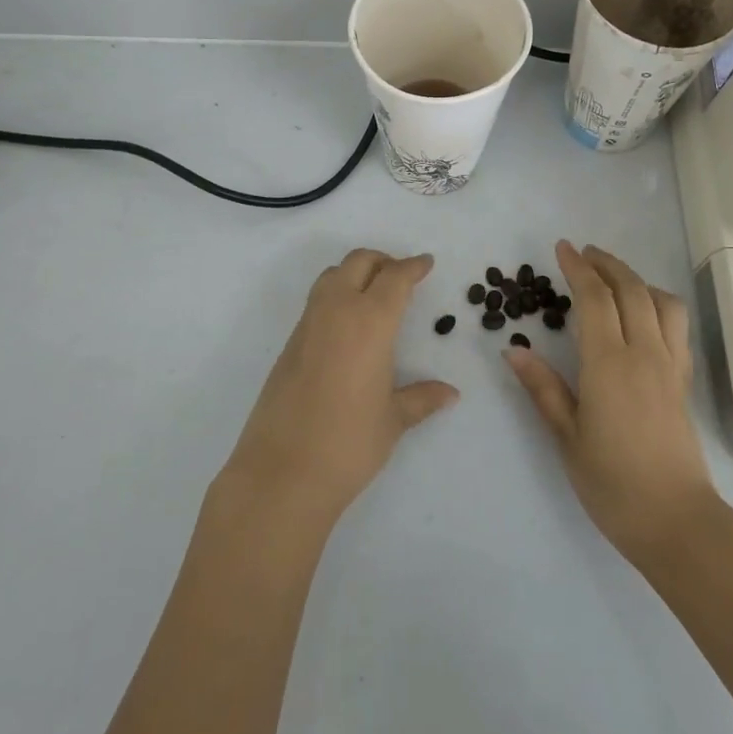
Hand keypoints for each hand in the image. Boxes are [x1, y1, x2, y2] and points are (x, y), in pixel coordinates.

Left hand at [220, 249, 458, 530]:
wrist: (281, 472)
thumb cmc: (348, 443)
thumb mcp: (393, 420)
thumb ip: (422, 399)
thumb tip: (450, 394)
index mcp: (369, 322)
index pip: (394, 278)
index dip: (412, 267)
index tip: (426, 263)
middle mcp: (337, 311)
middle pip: (359, 262)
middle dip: (383, 261)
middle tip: (402, 276)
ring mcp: (308, 325)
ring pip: (332, 276)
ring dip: (355, 273)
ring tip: (374, 295)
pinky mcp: (289, 344)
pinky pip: (316, 301)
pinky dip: (336, 296)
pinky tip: (348, 326)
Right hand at [507, 240, 714, 560]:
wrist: (677, 520)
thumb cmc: (612, 483)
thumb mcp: (567, 437)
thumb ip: (543, 388)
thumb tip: (513, 349)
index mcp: (609, 363)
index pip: (594, 298)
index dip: (577, 268)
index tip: (562, 248)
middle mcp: (644, 353)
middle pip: (630, 289)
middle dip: (606, 264)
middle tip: (583, 253)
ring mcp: (669, 364)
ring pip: (661, 301)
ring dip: (636, 279)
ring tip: (613, 279)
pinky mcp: (683, 380)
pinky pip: (676, 324)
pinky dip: (658, 302)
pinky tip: (643, 313)